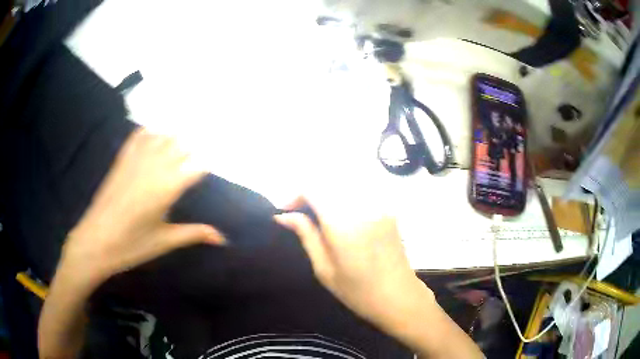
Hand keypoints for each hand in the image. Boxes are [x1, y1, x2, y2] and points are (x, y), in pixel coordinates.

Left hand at [61, 129, 224, 288]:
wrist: (95, 241)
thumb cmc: (131, 245)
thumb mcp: (165, 241)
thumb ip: (194, 234)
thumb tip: (223, 238)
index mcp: (168, 187)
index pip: (198, 165)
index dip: (211, 162)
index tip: (220, 161)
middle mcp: (155, 166)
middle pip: (182, 145)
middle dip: (195, 146)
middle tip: (204, 150)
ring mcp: (136, 159)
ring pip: (163, 136)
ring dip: (176, 136)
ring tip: (185, 138)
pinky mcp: (122, 159)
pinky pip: (139, 136)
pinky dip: (150, 131)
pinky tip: (155, 133)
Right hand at [274, 198, 433, 331]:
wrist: (399, 296)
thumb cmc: (357, 291)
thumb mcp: (324, 269)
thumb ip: (306, 235)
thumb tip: (284, 216)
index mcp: (343, 224)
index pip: (314, 189)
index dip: (295, 195)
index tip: (285, 211)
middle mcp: (362, 207)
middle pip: (329, 182)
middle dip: (310, 193)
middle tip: (300, 214)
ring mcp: (379, 206)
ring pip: (345, 185)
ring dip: (327, 194)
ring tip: (319, 216)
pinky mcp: (388, 210)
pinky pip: (361, 193)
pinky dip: (344, 198)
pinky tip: (341, 217)